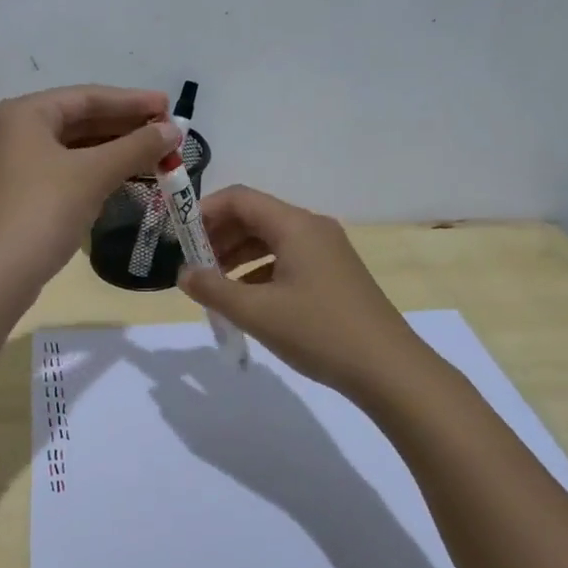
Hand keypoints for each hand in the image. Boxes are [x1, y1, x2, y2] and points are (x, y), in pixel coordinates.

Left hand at [0, 85, 180, 292]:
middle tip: (167, 131)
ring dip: (114, 149)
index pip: (87, 97)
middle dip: (125, 125)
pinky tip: (125, 174)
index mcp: (24, 113)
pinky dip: (97, 169)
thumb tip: (174, 130)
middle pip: (80, 119)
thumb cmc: (44, 210)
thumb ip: (136, 147)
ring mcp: (15, 163)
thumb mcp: (94, 174)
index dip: (132, 101)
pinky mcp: (21, 191)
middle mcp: (14, 130)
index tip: (169, 105)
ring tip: (155, 153)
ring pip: (74, 146)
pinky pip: (66, 168)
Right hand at [176, 185, 422, 401]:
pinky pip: (287, 258)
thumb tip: (183, 273)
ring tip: (213, 285)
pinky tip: (246, 299)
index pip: (239, 198)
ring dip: (237, 255)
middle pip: (255, 216)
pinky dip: (260, 271)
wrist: (389, 370)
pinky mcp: (334, 273)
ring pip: (270, 239)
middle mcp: (312, 228)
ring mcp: (327, 250)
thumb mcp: (256, 312)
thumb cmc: (319, 332)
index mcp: (294, 225)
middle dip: (218, 236)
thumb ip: (212, 289)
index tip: (178, 237)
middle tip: (193, 265)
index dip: (204, 211)